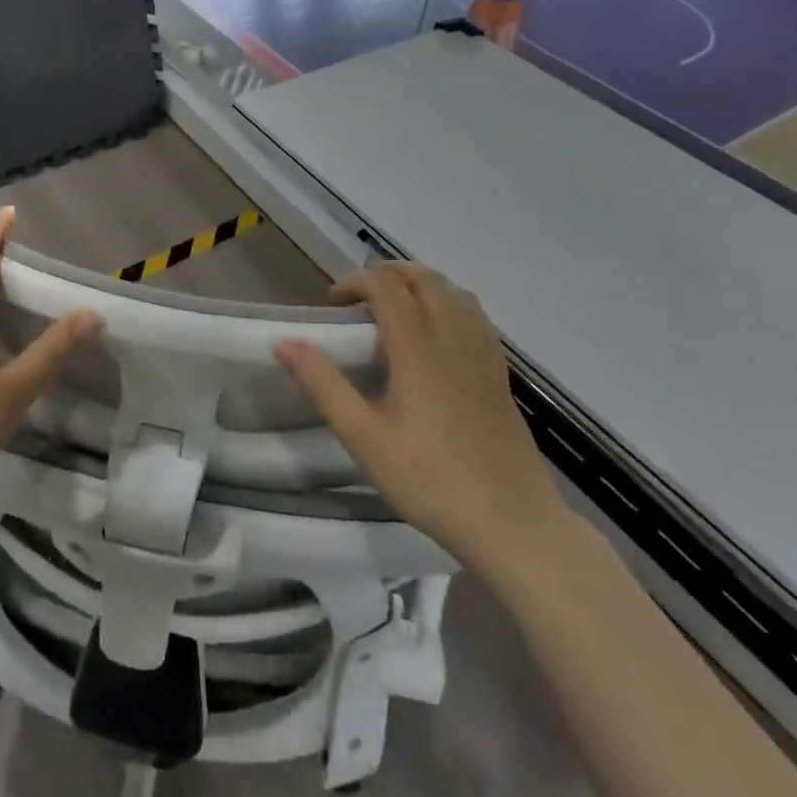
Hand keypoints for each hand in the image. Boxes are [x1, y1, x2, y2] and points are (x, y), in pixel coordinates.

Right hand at [276, 263, 567, 572]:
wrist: (513, 523)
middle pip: (423, 279)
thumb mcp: (364, 437)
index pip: (386, 286)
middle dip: (387, 273)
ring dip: (420, 283)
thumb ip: (323, 384)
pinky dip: (449, 301)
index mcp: (417, 347)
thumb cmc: (430, 479)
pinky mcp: (500, 373)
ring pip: (453, 291)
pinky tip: (438, 329)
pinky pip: (475, 315)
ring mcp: (482, 354)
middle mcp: (452, 338)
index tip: (333, 302)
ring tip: (395, 303)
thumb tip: (284, 342)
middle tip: (358, 296)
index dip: (355, 281)